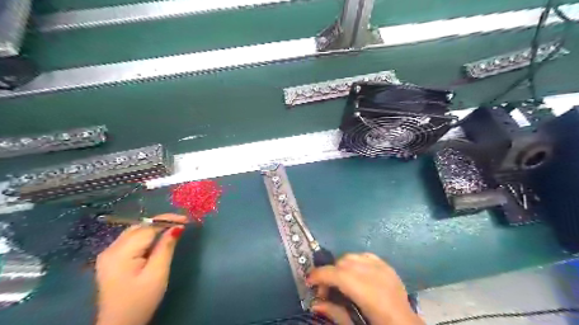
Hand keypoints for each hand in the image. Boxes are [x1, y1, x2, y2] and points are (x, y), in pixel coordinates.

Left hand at [94, 213, 185, 324]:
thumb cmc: (140, 301)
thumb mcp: (157, 273)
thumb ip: (166, 247)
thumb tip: (177, 227)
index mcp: (120, 253)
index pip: (147, 227)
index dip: (167, 220)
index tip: (186, 219)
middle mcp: (111, 249)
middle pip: (139, 227)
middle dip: (161, 222)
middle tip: (181, 223)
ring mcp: (108, 254)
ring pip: (134, 231)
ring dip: (154, 227)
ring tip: (172, 228)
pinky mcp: (111, 260)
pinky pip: (130, 240)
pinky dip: (146, 235)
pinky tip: (157, 239)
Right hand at [308, 254, 423, 324]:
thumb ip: (335, 313)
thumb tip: (314, 304)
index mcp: (369, 293)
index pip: (338, 275)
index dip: (320, 275)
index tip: (309, 281)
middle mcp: (376, 275)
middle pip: (343, 263)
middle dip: (329, 273)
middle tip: (326, 290)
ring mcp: (383, 268)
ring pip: (352, 256)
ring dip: (341, 266)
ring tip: (340, 282)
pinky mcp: (388, 266)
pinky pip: (364, 255)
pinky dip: (355, 262)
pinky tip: (355, 274)